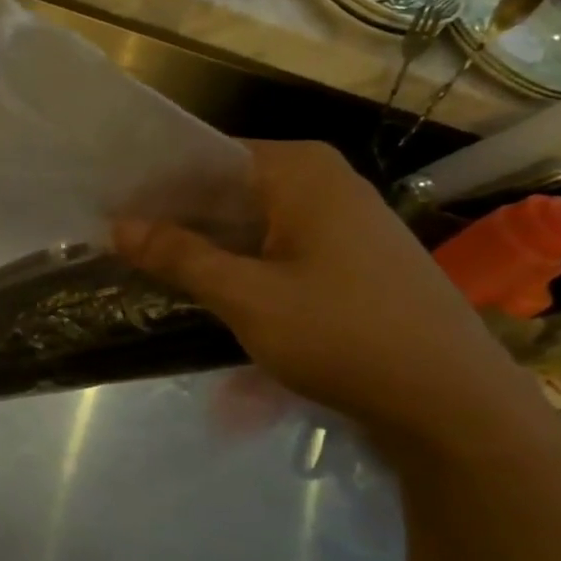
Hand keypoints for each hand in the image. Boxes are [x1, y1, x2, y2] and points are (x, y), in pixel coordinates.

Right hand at [113, 140, 543, 444]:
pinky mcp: (348, 257)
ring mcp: (341, 219)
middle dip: (174, 216)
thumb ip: (179, 255)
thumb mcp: (247, 296)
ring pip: (249, 218)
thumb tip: (117, 225)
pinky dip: (236, 259)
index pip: (205, 157)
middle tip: (116, 242)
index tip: (107, 211)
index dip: (153, 184)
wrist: (452, 403)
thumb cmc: (344, 335)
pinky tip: (204, 285)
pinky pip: (274, 244)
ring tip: (147, 265)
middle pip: (226, 186)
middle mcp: (323, 181)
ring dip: (202, 242)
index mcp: (300, 170)